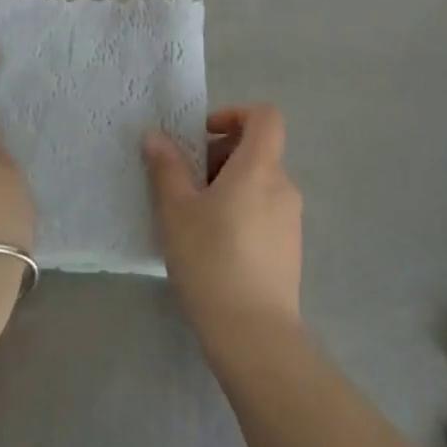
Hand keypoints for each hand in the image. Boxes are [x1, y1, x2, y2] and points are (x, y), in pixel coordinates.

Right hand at [142, 104, 302, 349]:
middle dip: (219, 155)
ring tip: (194, 217)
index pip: (264, 117)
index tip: (203, 134)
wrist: (254, 333)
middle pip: (256, 150)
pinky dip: (240, 210)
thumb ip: (166, 167)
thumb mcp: (176, 210)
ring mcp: (291, 218)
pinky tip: (214, 244)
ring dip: (227, 185)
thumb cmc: (211, 259)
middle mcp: (283, 185)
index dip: (235, 113)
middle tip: (185, 183)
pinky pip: (264, 210)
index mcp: (259, 167)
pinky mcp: (290, 247)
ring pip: (258, 182)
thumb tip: (155, 137)